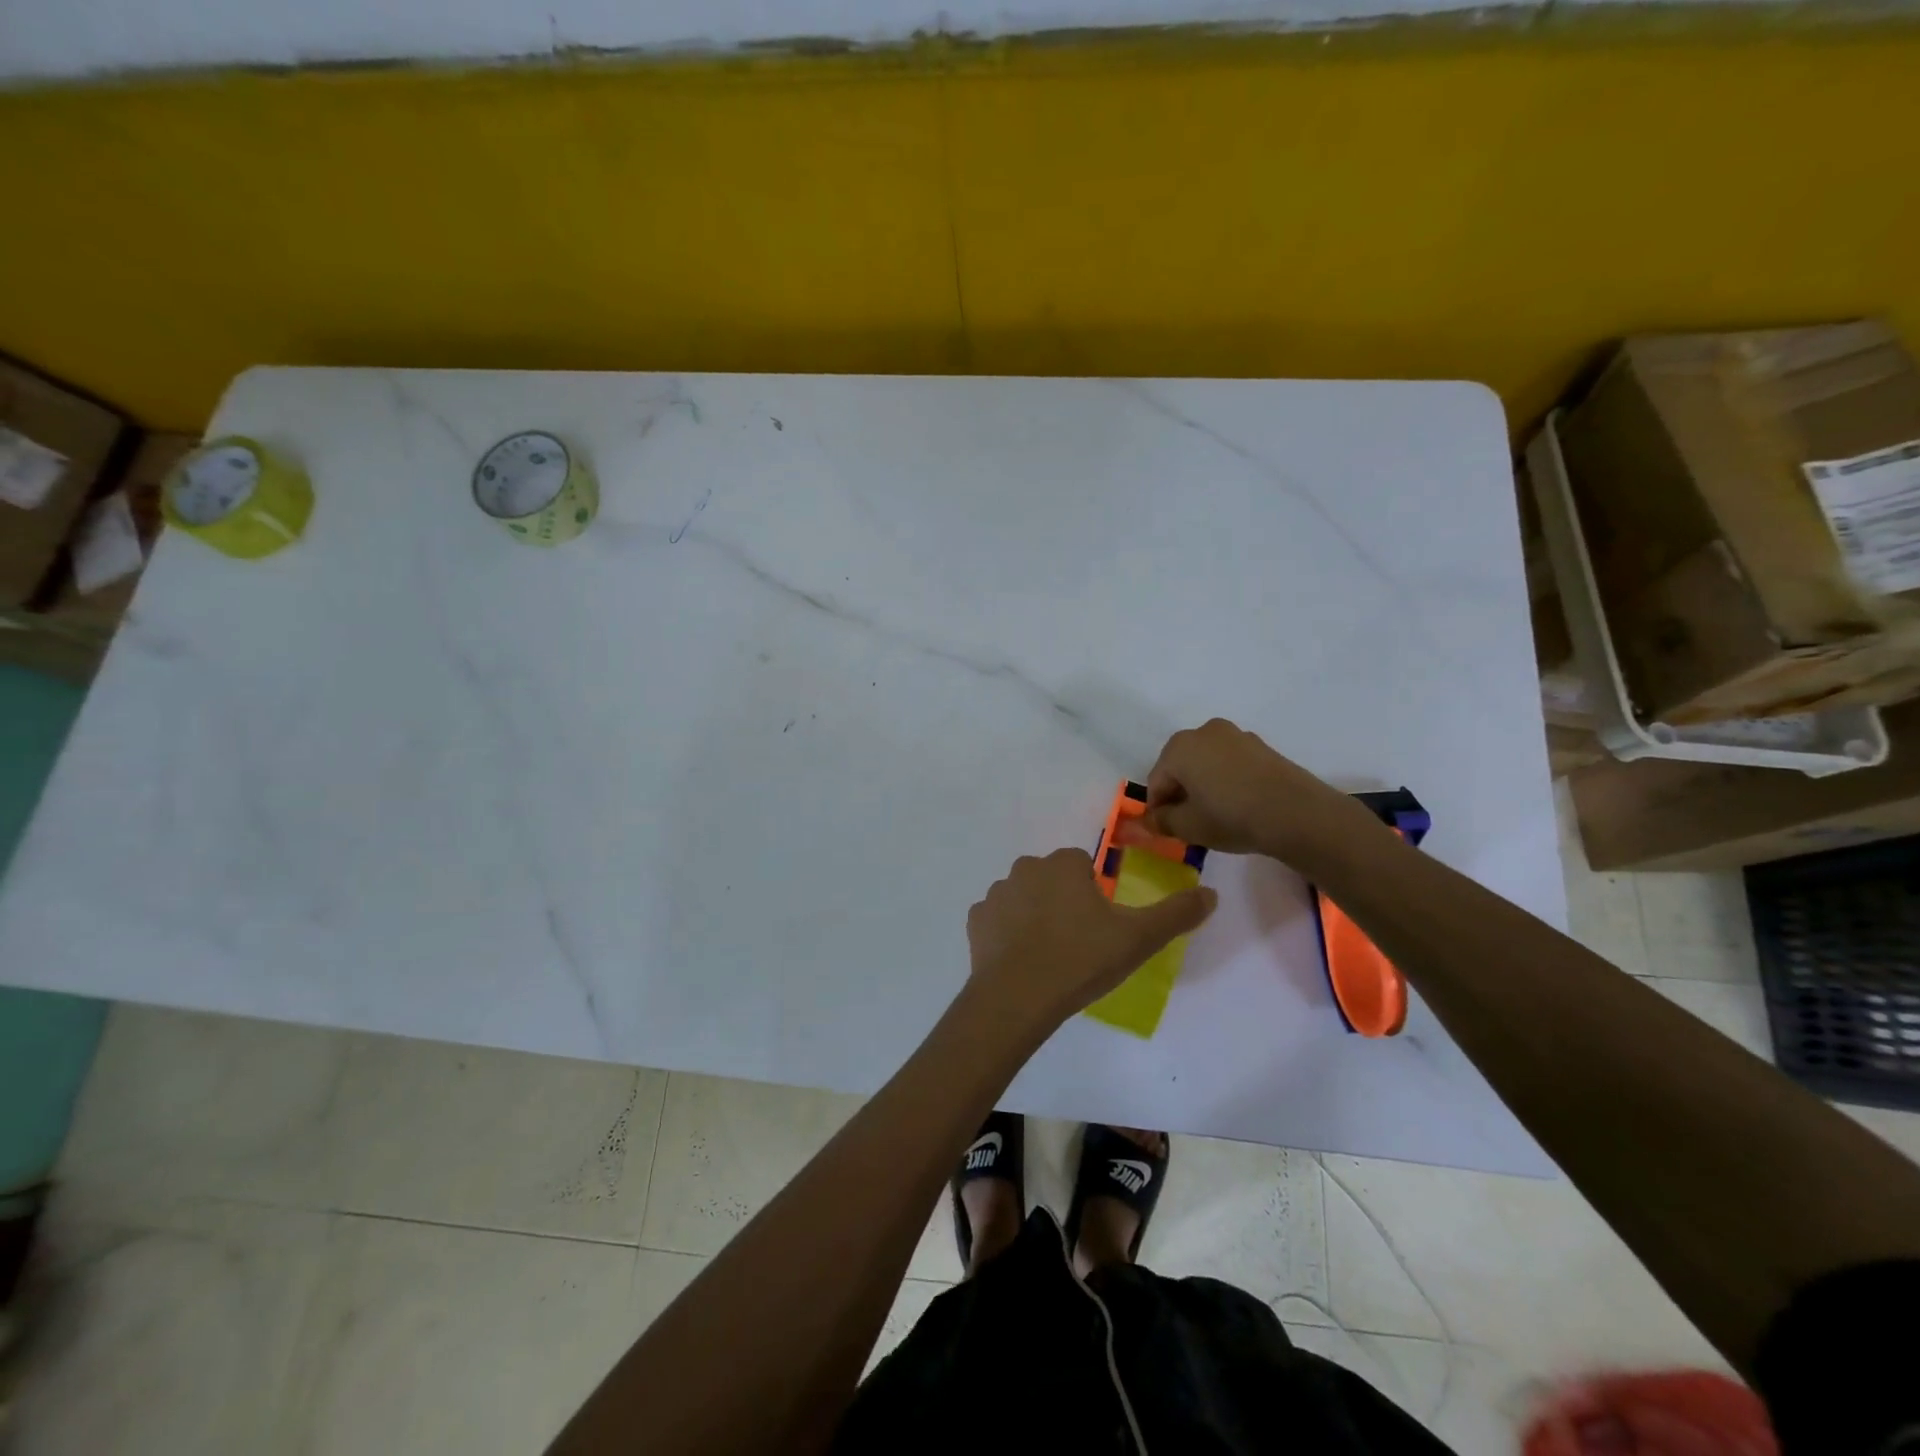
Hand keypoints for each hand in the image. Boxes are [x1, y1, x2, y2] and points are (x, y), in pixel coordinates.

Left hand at [966, 848, 1216, 1030]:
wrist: (1019, 998)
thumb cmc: (1081, 959)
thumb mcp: (1139, 938)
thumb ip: (1177, 913)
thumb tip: (1211, 894)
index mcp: (1063, 864)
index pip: (1083, 866)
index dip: (1094, 894)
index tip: (1099, 926)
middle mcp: (1026, 867)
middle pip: (1052, 879)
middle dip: (1063, 902)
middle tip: (1077, 943)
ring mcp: (996, 893)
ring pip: (1024, 898)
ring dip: (1035, 917)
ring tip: (1049, 956)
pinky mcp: (976, 921)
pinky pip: (998, 921)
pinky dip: (1008, 935)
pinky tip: (1022, 962)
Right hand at [1134, 718, 1363, 860]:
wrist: (1297, 813)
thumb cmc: (1231, 817)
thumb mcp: (1188, 827)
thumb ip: (1161, 822)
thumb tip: (1147, 821)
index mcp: (1179, 747)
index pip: (1156, 781)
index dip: (1158, 809)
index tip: (1166, 831)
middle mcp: (1204, 732)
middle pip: (1180, 767)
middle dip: (1180, 794)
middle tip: (1189, 824)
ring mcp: (1236, 736)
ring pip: (1206, 764)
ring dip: (1204, 786)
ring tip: (1215, 816)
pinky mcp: (1261, 746)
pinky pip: (1230, 764)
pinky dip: (1226, 781)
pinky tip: (1238, 806)